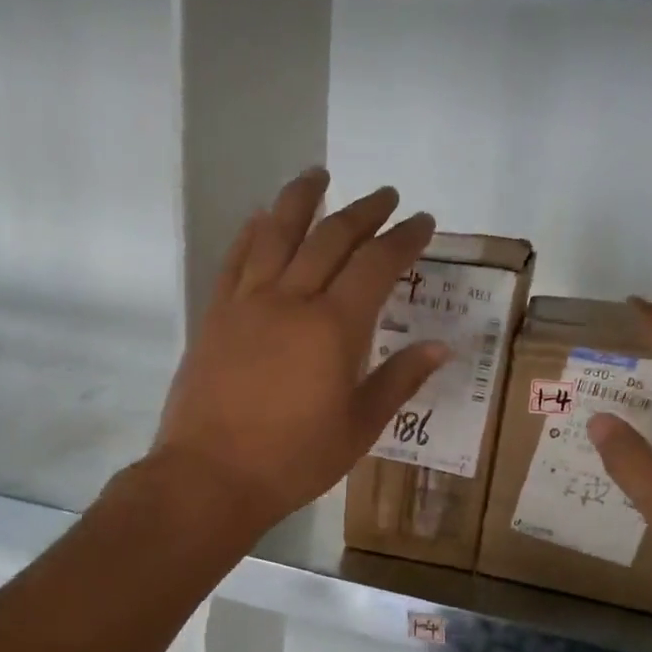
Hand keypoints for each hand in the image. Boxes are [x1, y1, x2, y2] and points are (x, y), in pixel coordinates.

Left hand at [151, 168, 447, 536]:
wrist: (211, 476)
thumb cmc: (294, 460)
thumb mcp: (359, 428)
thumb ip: (398, 380)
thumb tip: (440, 347)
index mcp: (334, 328)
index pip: (377, 266)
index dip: (403, 239)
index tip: (422, 220)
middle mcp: (291, 300)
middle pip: (331, 238)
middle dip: (363, 211)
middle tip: (386, 196)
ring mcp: (247, 303)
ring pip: (276, 233)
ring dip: (301, 198)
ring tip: (318, 174)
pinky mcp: (215, 315)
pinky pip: (236, 259)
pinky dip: (252, 233)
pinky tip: (260, 218)